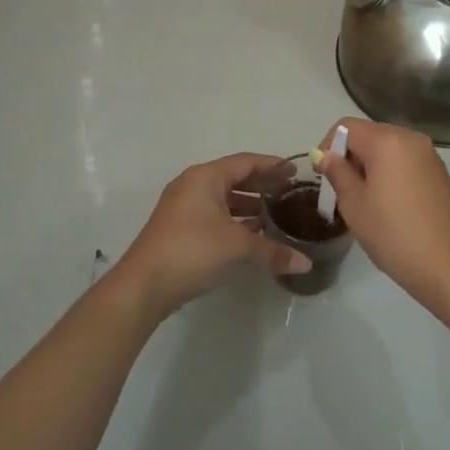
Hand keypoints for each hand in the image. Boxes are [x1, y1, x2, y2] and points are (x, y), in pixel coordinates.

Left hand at [112, 153, 310, 322]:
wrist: (143, 286)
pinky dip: (235, 220)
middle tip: (291, 193)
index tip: (296, 171)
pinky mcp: (179, 229)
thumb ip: (273, 251)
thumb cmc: (192, 251)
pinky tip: (253, 235)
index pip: (246, 162)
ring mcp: (183, 208)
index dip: (272, 165)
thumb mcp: (238, 247)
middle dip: (262, 185)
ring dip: (249, 205)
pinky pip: (214, 215)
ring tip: (276, 215)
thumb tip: (306, 263)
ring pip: (223, 199)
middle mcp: (192, 185)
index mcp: (205, 178)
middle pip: (234, 178)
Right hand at [315, 118, 449, 309]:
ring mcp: (430, 156)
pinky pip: (406, 162)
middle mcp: (412, 139)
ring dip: (370, 166)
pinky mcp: (441, 174)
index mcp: (388, 141)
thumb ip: (337, 173)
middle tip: (342, 191)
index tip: (324, 176)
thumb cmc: (394, 234)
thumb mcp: (355, 205)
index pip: (347, 126)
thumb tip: (326, 155)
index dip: (329, 146)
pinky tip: (390, 206)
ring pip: (389, 149)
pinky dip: (391, 173)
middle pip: (370, 134)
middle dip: (350, 156)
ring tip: (365, 201)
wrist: (449, 266)